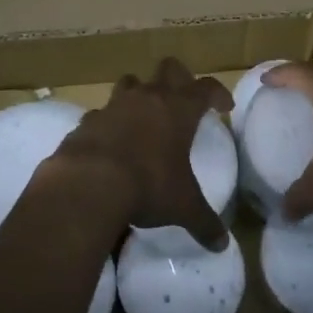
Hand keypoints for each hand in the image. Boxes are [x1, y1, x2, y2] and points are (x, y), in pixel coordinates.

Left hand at [50, 57, 232, 249]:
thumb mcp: (183, 207)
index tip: (224, 106)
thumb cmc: (148, 185)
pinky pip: (102, 113)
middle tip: (183, 99)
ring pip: (131, 82)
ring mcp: (115, 105)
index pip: (206, 88)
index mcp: (179, 109)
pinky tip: (111, 142)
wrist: (89, 182)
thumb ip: (204, 222)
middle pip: (168, 67)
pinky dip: (109, 122)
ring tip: (144, 116)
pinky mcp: (88, 119)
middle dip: (179, 77)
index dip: (218, 93)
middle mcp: (148, 97)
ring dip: (140, 93)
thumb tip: (222, 244)